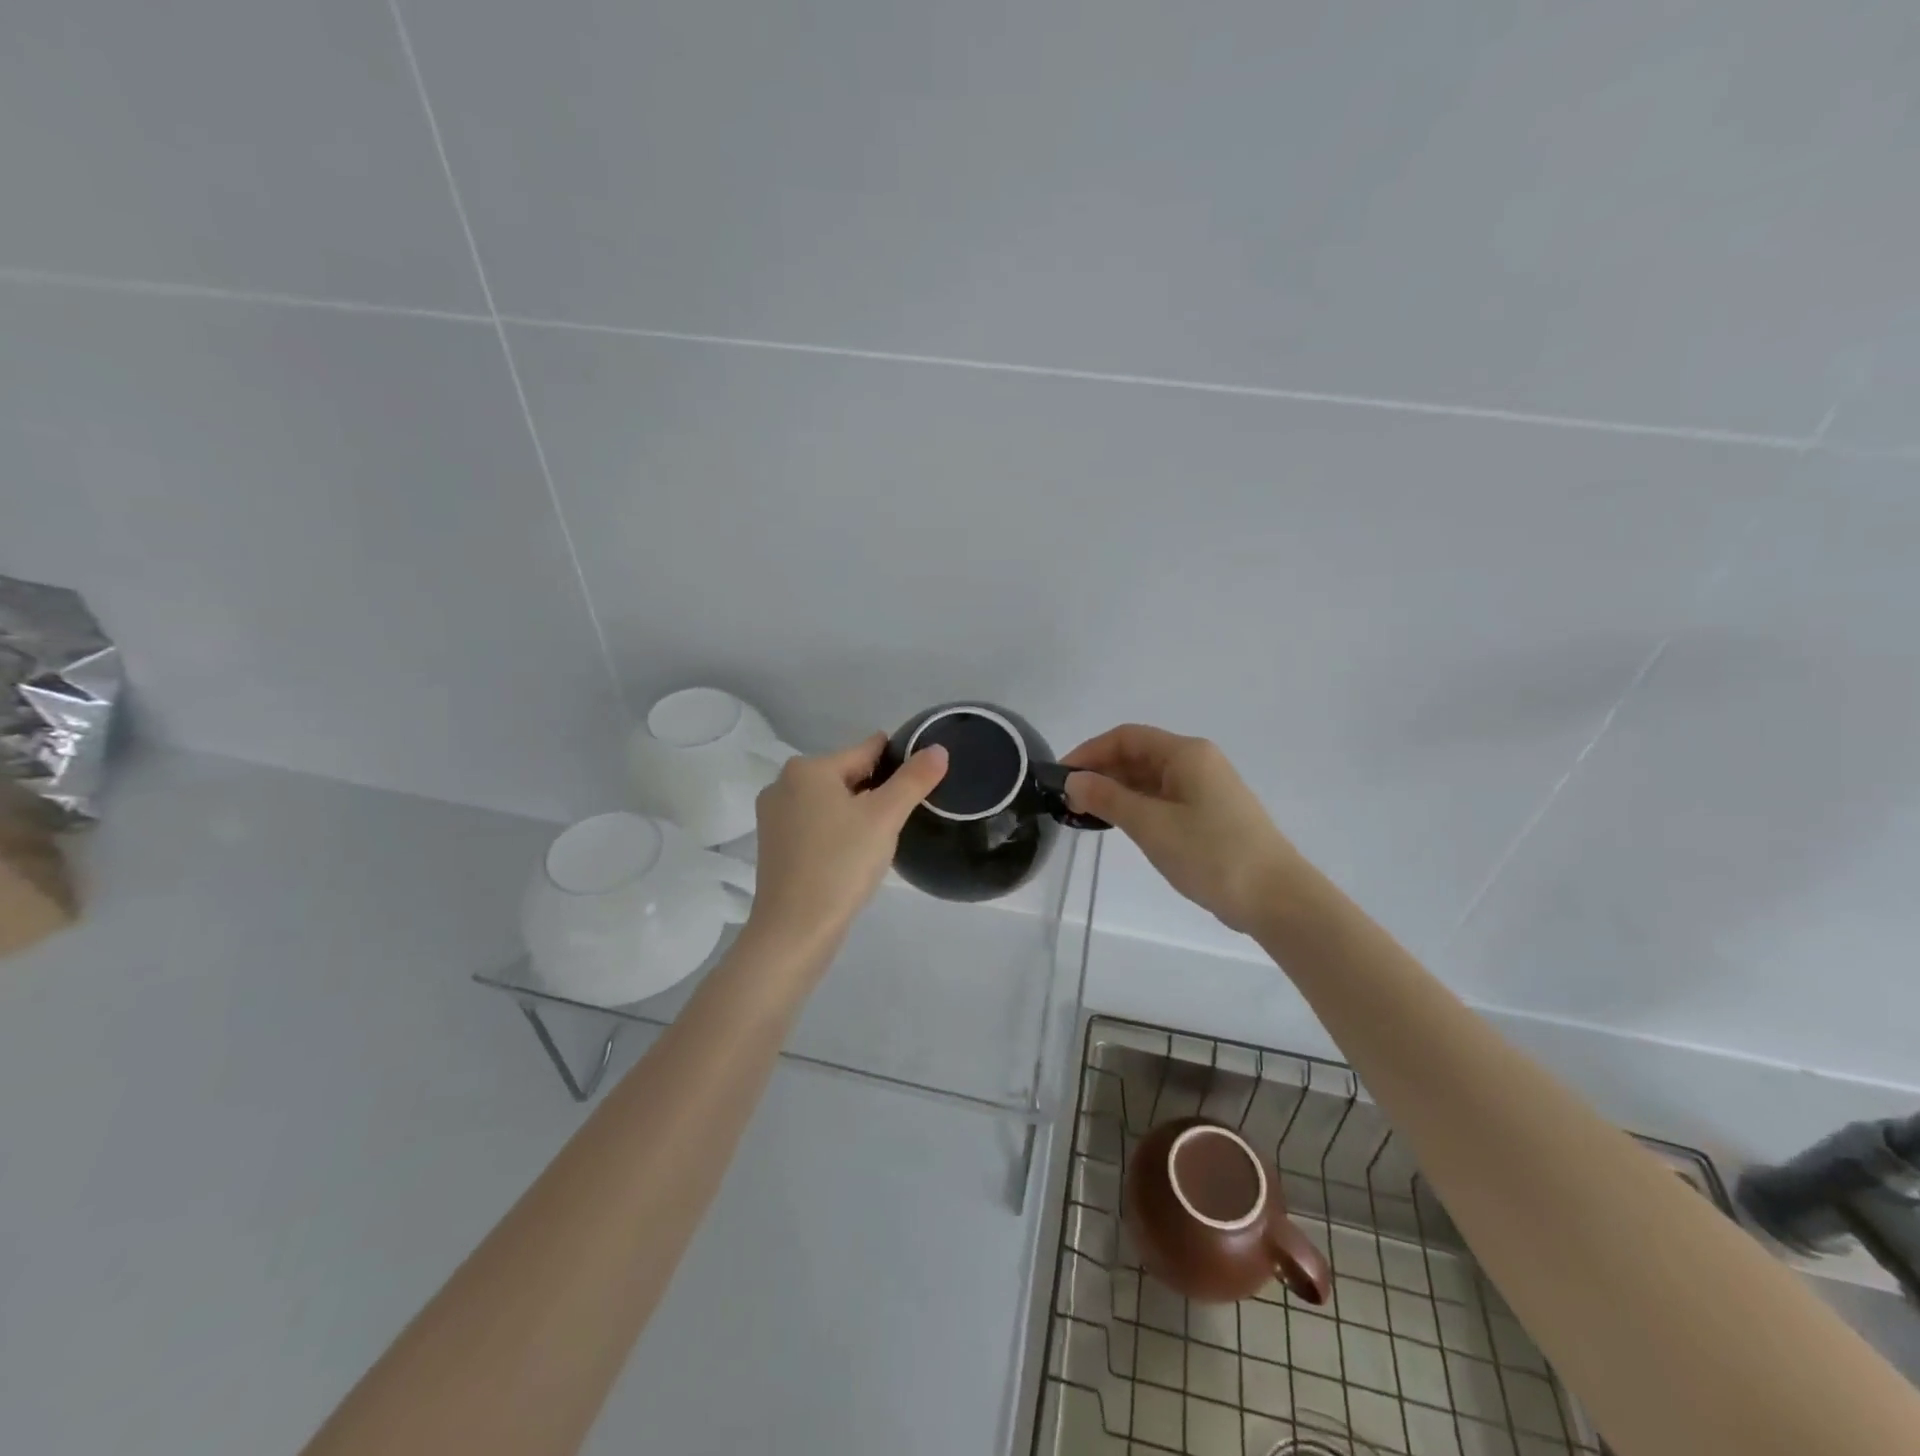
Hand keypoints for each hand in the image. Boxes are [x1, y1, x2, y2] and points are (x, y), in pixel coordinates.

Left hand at [743, 733, 948, 959]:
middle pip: (848, 776)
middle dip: (877, 792)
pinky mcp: (773, 846)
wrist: (795, 930)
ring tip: (880, 841)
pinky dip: (838, 832)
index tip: (919, 782)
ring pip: (832, 802)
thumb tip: (938, 749)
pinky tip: (852, 856)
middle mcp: (783, 784)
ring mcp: (773, 817)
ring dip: (858, 814)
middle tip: (900, 822)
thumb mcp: (885, 817)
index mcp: (807, 769)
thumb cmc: (841, 864)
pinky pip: (816, 825)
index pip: (866, 750)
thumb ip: (914, 779)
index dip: (898, 763)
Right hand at [1063, 725, 1302, 935]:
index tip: (1061, 777)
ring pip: (1149, 778)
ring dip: (1116, 791)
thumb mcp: (1151, 824)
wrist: (1276, 898)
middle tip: (1068, 801)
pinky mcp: (1209, 814)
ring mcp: (1206, 789)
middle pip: (1138, 755)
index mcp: (1186, 754)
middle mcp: (1197, 762)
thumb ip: (1108, 798)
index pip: (1126, 737)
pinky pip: (1163, 798)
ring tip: (1086, 815)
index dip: (1090, 752)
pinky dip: (1136, 806)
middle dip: (1101, 772)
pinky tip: (1119, 825)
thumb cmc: (1211, 853)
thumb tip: (1073, 780)